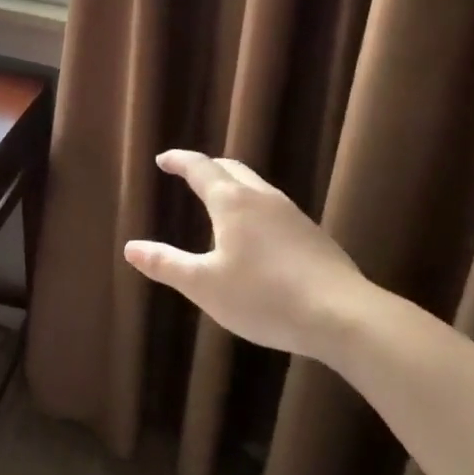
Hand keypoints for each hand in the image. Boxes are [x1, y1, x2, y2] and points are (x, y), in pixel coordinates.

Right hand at [124, 151, 367, 358]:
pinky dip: (254, 208)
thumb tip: (131, 247)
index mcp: (232, 203)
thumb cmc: (264, 297)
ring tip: (220, 202)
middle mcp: (263, 199)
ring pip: (257, 187)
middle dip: (208, 168)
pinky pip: (275, 209)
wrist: (342, 315)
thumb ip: (167, 264)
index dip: (179, 161)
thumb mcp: (205, 285)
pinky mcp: (313, 236)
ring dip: (234, 186)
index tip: (163, 159)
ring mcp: (293, 215)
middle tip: (190, 174)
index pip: (200, 169)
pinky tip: (257, 235)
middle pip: (232, 169)